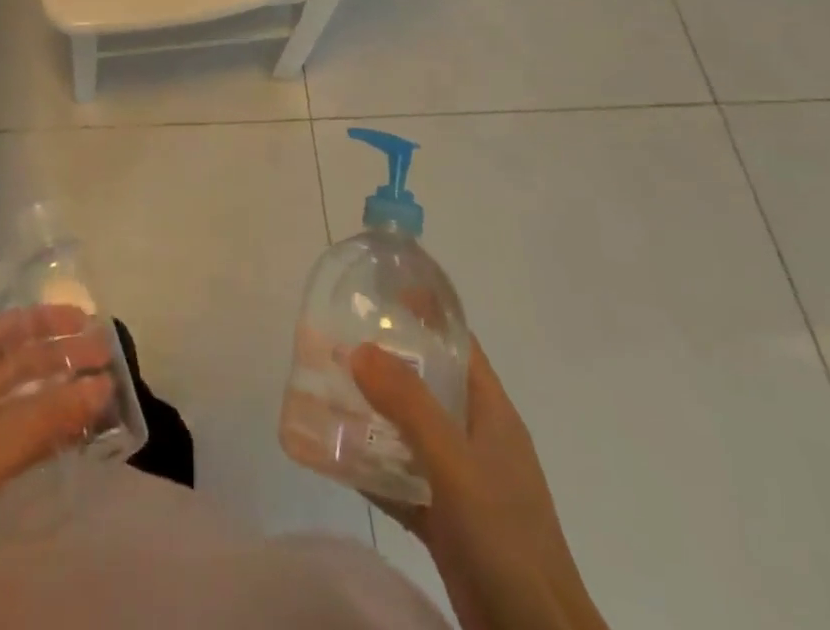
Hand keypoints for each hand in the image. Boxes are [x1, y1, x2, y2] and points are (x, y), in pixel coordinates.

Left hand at [0, 306, 113, 629]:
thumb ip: (41, 420)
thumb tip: (102, 386)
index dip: (42, 323)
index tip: (86, 320)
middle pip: (8, 368)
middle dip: (56, 360)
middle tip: (106, 356)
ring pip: (12, 408)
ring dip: (54, 399)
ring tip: (100, 392)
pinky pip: (9, 445)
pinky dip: (41, 437)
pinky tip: (74, 435)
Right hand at [352, 338, 607, 629]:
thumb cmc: (506, 536)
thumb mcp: (455, 463)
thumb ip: (409, 405)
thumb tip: (359, 348)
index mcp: (490, 411)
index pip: (456, 343)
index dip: (422, 313)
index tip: (375, 294)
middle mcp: (475, 437)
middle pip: (426, 384)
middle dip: (382, 363)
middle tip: (333, 342)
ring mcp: (461, 481)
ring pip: (408, 432)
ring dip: (370, 415)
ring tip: (323, 392)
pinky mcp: (445, 520)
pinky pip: (400, 479)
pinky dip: (371, 467)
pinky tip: (332, 456)